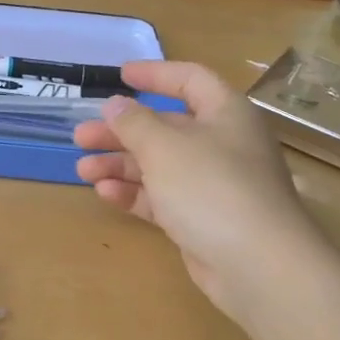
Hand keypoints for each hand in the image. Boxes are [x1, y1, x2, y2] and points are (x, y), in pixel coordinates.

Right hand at [74, 61, 315, 315]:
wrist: (258, 265)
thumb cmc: (211, 188)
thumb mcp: (165, 147)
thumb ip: (134, 123)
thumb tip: (115, 105)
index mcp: (224, 114)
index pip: (190, 80)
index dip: (155, 74)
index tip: (119, 75)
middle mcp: (221, 144)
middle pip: (165, 128)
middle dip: (121, 131)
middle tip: (81, 137)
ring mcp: (212, 185)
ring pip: (159, 165)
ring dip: (120, 164)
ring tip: (84, 169)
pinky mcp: (202, 220)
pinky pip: (163, 198)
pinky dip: (135, 193)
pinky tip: (105, 194)